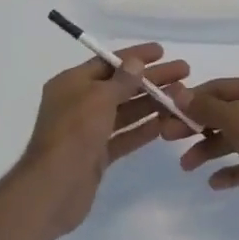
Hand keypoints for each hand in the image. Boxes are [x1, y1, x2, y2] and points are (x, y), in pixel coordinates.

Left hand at [16, 44, 191, 235]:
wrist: (54, 188)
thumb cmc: (74, 134)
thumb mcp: (98, 99)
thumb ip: (121, 80)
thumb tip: (136, 62)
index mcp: (71, 83)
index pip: (107, 62)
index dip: (134, 56)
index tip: (161, 51)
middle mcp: (78, 103)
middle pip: (120, 85)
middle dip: (150, 79)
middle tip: (183, 72)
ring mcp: (88, 130)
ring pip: (125, 111)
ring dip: (151, 102)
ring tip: (181, 96)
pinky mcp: (97, 155)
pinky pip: (124, 135)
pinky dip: (143, 128)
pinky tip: (167, 122)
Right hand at [163, 78, 238, 239]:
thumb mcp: (236, 119)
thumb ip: (206, 107)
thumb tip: (179, 92)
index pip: (222, 87)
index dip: (193, 98)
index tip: (166, 111)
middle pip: (226, 113)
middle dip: (197, 125)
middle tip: (167, 137)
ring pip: (234, 139)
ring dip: (208, 149)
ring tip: (186, 166)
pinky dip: (228, 170)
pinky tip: (213, 182)